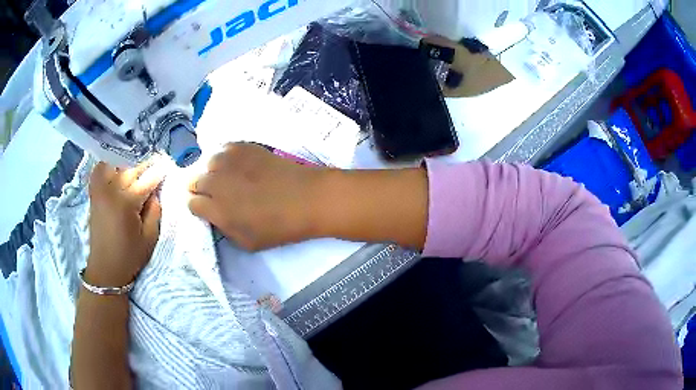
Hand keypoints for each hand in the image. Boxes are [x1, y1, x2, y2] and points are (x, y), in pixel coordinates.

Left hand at [86, 160, 164, 286]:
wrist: (105, 268)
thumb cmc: (129, 257)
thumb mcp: (150, 239)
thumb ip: (155, 211)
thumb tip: (155, 191)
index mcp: (127, 203)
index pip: (147, 179)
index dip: (160, 171)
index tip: (168, 165)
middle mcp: (112, 190)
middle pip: (132, 168)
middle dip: (146, 166)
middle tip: (156, 165)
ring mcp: (100, 190)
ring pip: (116, 164)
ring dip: (129, 164)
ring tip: (137, 170)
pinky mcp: (94, 193)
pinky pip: (100, 170)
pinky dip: (109, 165)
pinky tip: (116, 169)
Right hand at [188, 143, 324, 250]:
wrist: (306, 199)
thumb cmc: (279, 227)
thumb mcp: (247, 243)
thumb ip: (224, 229)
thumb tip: (214, 216)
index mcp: (217, 210)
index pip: (192, 204)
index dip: (199, 207)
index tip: (208, 209)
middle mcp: (217, 183)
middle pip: (196, 182)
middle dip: (203, 190)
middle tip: (219, 195)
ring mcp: (230, 161)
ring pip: (209, 163)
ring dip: (215, 172)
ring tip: (230, 178)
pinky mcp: (244, 147)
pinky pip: (226, 149)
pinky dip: (228, 157)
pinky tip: (240, 165)